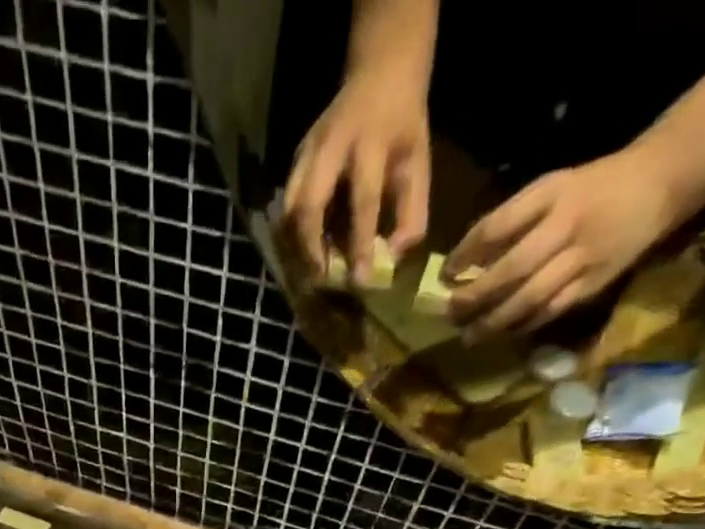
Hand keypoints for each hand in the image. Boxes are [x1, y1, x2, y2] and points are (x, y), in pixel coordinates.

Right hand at [284, 76, 429, 284]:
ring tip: (308, 269)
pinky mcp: (295, 158)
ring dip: (296, 244)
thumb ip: (411, 210)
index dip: (360, 244)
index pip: (362, 201)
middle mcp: (332, 144)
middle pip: (308, 206)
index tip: (360, 280)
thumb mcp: (418, 162)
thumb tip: (392, 256)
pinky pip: (286, 203)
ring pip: (289, 208)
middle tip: (320, 279)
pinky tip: (302, 249)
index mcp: (371, 142)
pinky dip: (291, 232)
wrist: (380, 71)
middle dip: (311, 249)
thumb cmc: (402, 125)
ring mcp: (307, 150)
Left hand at [444, 148, 681, 339]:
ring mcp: (583, 257)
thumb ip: (512, 222)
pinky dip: (522, 326)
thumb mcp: (551, 189)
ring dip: (494, 322)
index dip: (466, 253)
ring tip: (469, 336)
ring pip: (530, 297)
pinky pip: (550, 311)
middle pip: (512, 269)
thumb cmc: (591, 189)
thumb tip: (466, 263)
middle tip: (452, 313)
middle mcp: (567, 225)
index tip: (446, 274)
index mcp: (553, 193)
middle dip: (476, 296)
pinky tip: (502, 334)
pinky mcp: (594, 283)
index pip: (498, 226)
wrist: (659, 183)